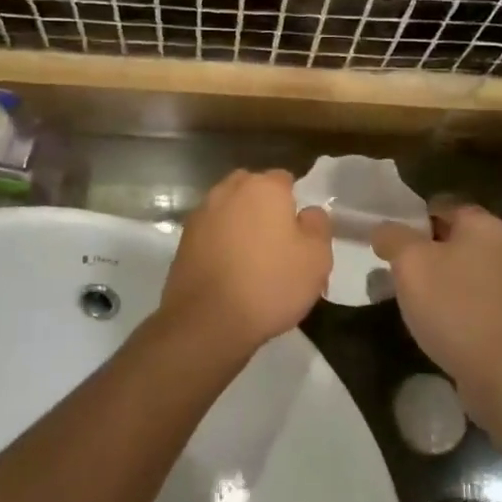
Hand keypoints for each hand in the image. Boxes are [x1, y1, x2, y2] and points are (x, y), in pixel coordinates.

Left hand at [158, 170, 332, 357]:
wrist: (208, 320)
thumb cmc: (270, 284)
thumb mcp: (316, 258)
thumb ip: (318, 225)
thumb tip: (308, 212)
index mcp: (263, 187)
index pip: (285, 180)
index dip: (294, 205)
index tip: (300, 234)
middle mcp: (229, 190)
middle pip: (253, 191)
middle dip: (265, 209)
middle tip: (278, 246)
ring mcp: (202, 214)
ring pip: (230, 211)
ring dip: (241, 226)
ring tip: (253, 263)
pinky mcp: (184, 239)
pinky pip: (212, 233)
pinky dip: (222, 244)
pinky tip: (230, 272)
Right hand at [372, 204, 501, 401]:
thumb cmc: (454, 306)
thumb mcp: (410, 262)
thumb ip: (392, 237)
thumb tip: (383, 230)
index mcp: (483, 224)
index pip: (441, 205)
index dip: (411, 217)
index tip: (387, 238)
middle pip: (451, 237)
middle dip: (421, 251)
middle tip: (392, 268)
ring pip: (460, 269)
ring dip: (434, 279)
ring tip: (406, 297)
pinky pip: (471, 297)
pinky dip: (451, 304)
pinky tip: (433, 321)